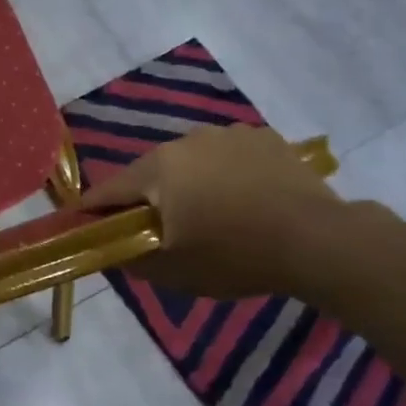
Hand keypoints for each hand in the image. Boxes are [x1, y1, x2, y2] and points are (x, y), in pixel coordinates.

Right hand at [77, 123, 351, 298]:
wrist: (317, 239)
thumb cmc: (234, 255)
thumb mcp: (172, 271)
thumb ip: (130, 259)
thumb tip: (111, 250)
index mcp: (157, 169)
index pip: (108, 190)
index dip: (94, 211)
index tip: (87, 228)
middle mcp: (186, 140)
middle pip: (150, 173)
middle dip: (147, 199)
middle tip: (157, 230)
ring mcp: (228, 134)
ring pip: (190, 162)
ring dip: (187, 184)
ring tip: (208, 215)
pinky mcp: (263, 137)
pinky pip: (227, 157)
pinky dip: (224, 175)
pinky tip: (244, 200)